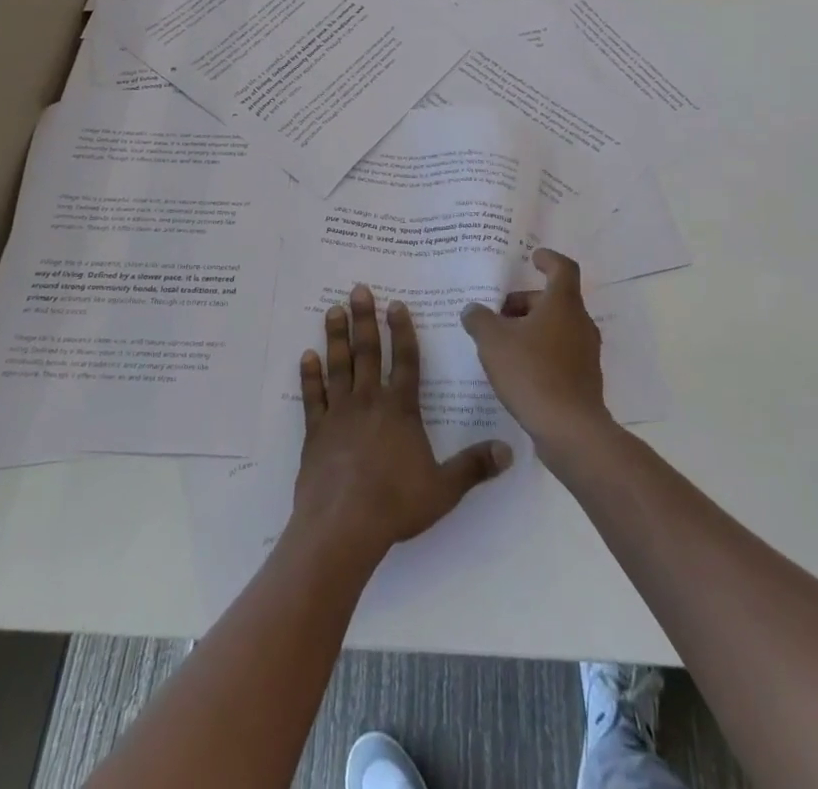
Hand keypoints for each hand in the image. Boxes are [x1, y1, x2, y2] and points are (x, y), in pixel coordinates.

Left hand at [291, 284, 512, 561]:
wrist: (342, 526)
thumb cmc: (396, 504)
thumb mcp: (444, 489)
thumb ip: (474, 466)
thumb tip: (510, 451)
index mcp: (400, 409)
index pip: (405, 360)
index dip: (402, 331)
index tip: (396, 304)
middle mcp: (369, 402)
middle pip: (368, 352)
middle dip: (364, 319)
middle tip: (358, 290)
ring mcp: (340, 414)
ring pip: (338, 366)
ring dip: (336, 337)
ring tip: (333, 311)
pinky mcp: (316, 432)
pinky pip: (313, 397)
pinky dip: (310, 376)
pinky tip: (307, 356)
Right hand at [461, 249, 613, 456]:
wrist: (569, 429)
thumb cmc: (531, 372)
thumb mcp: (493, 341)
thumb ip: (479, 319)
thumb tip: (473, 309)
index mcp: (562, 304)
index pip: (562, 268)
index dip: (547, 259)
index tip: (532, 257)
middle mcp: (580, 323)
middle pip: (554, 301)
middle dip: (525, 302)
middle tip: (497, 314)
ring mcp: (586, 353)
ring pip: (557, 328)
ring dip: (531, 329)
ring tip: (501, 343)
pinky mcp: (584, 380)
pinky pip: (560, 354)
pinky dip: (540, 352)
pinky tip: (516, 371)